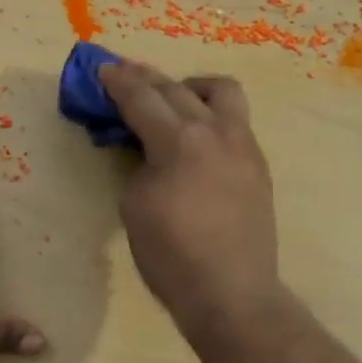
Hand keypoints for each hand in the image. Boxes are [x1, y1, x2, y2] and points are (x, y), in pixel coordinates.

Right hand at [99, 62, 281, 340]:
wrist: (231, 293)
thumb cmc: (171, 255)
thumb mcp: (135, 206)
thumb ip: (141, 165)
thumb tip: (151, 152)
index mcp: (179, 142)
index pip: (142, 99)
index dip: (118, 83)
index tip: (103, 69)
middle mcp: (216, 132)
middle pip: (177, 89)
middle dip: (147, 78)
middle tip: (125, 74)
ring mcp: (244, 146)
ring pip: (222, 92)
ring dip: (191, 87)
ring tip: (173, 99)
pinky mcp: (258, 165)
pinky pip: (234, 122)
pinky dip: (210, 115)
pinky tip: (197, 135)